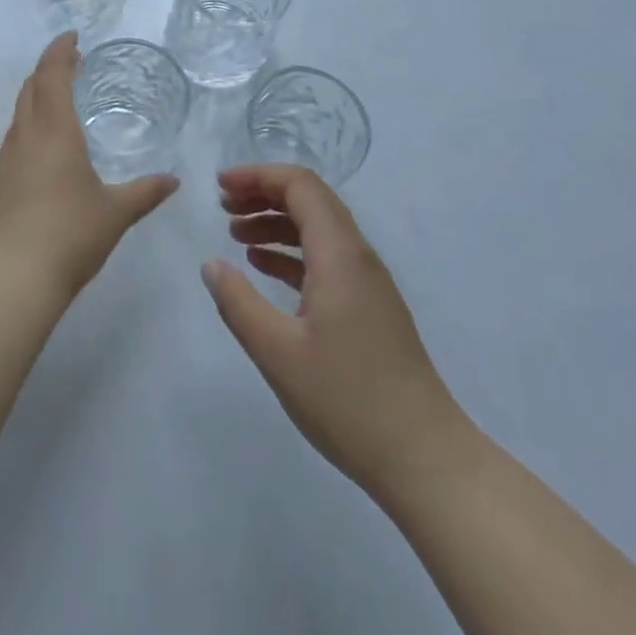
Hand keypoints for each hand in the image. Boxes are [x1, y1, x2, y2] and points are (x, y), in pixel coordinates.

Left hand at [0, 33, 177, 302]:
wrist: (10, 279)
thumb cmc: (69, 235)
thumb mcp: (116, 212)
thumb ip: (145, 192)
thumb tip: (174, 181)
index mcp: (54, 131)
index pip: (52, 75)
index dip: (60, 50)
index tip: (72, 37)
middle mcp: (25, 137)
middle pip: (31, 88)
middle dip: (49, 69)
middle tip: (71, 63)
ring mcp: (6, 160)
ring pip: (19, 113)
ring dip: (37, 96)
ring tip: (60, 99)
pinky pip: (14, 139)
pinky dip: (30, 125)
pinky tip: (44, 148)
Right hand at [201, 164, 465, 497]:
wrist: (424, 459)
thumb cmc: (347, 401)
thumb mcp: (278, 352)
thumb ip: (238, 303)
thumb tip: (211, 264)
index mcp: (339, 254)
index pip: (300, 185)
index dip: (258, 176)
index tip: (220, 186)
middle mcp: (357, 256)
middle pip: (310, 200)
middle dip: (264, 194)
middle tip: (222, 206)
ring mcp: (367, 282)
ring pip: (318, 229)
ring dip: (276, 222)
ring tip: (234, 234)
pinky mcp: (369, 307)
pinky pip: (325, 258)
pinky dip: (291, 252)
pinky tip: (263, 267)